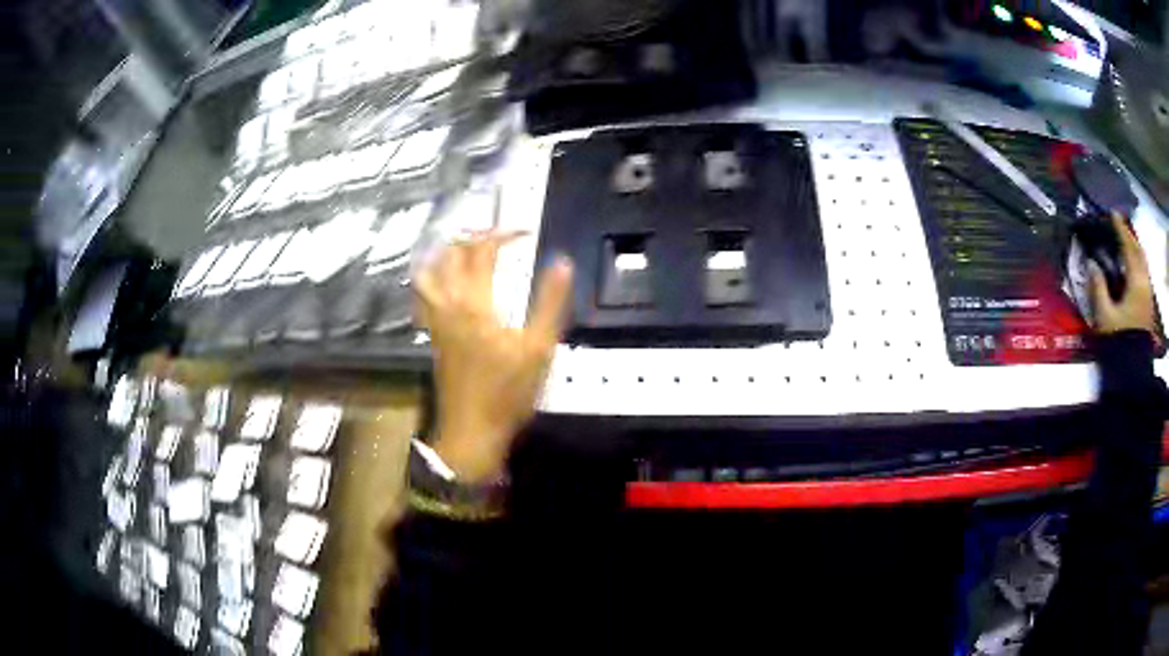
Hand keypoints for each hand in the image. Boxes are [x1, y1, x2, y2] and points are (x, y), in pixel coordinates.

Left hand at [414, 232, 572, 482]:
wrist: (471, 432)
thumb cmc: (507, 392)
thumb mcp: (539, 348)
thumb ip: (549, 302)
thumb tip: (561, 261)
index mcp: (474, 302)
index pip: (483, 251)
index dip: (503, 234)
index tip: (525, 233)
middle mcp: (448, 304)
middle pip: (449, 255)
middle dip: (472, 236)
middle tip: (496, 235)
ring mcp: (435, 321)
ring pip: (427, 274)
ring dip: (444, 254)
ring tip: (465, 250)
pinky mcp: (432, 336)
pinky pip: (423, 297)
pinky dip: (432, 280)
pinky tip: (447, 286)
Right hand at [1091, 214, 1155, 334]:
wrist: (1132, 373)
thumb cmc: (1119, 341)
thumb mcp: (1105, 316)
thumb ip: (1098, 287)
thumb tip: (1091, 263)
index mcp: (1136, 281)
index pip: (1128, 246)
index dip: (1120, 228)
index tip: (1112, 213)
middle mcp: (1145, 283)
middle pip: (1139, 251)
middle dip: (1130, 235)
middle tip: (1119, 225)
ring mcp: (1148, 295)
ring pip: (1143, 262)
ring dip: (1135, 248)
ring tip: (1126, 242)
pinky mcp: (1147, 306)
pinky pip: (1144, 273)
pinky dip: (1137, 262)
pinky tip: (1131, 266)